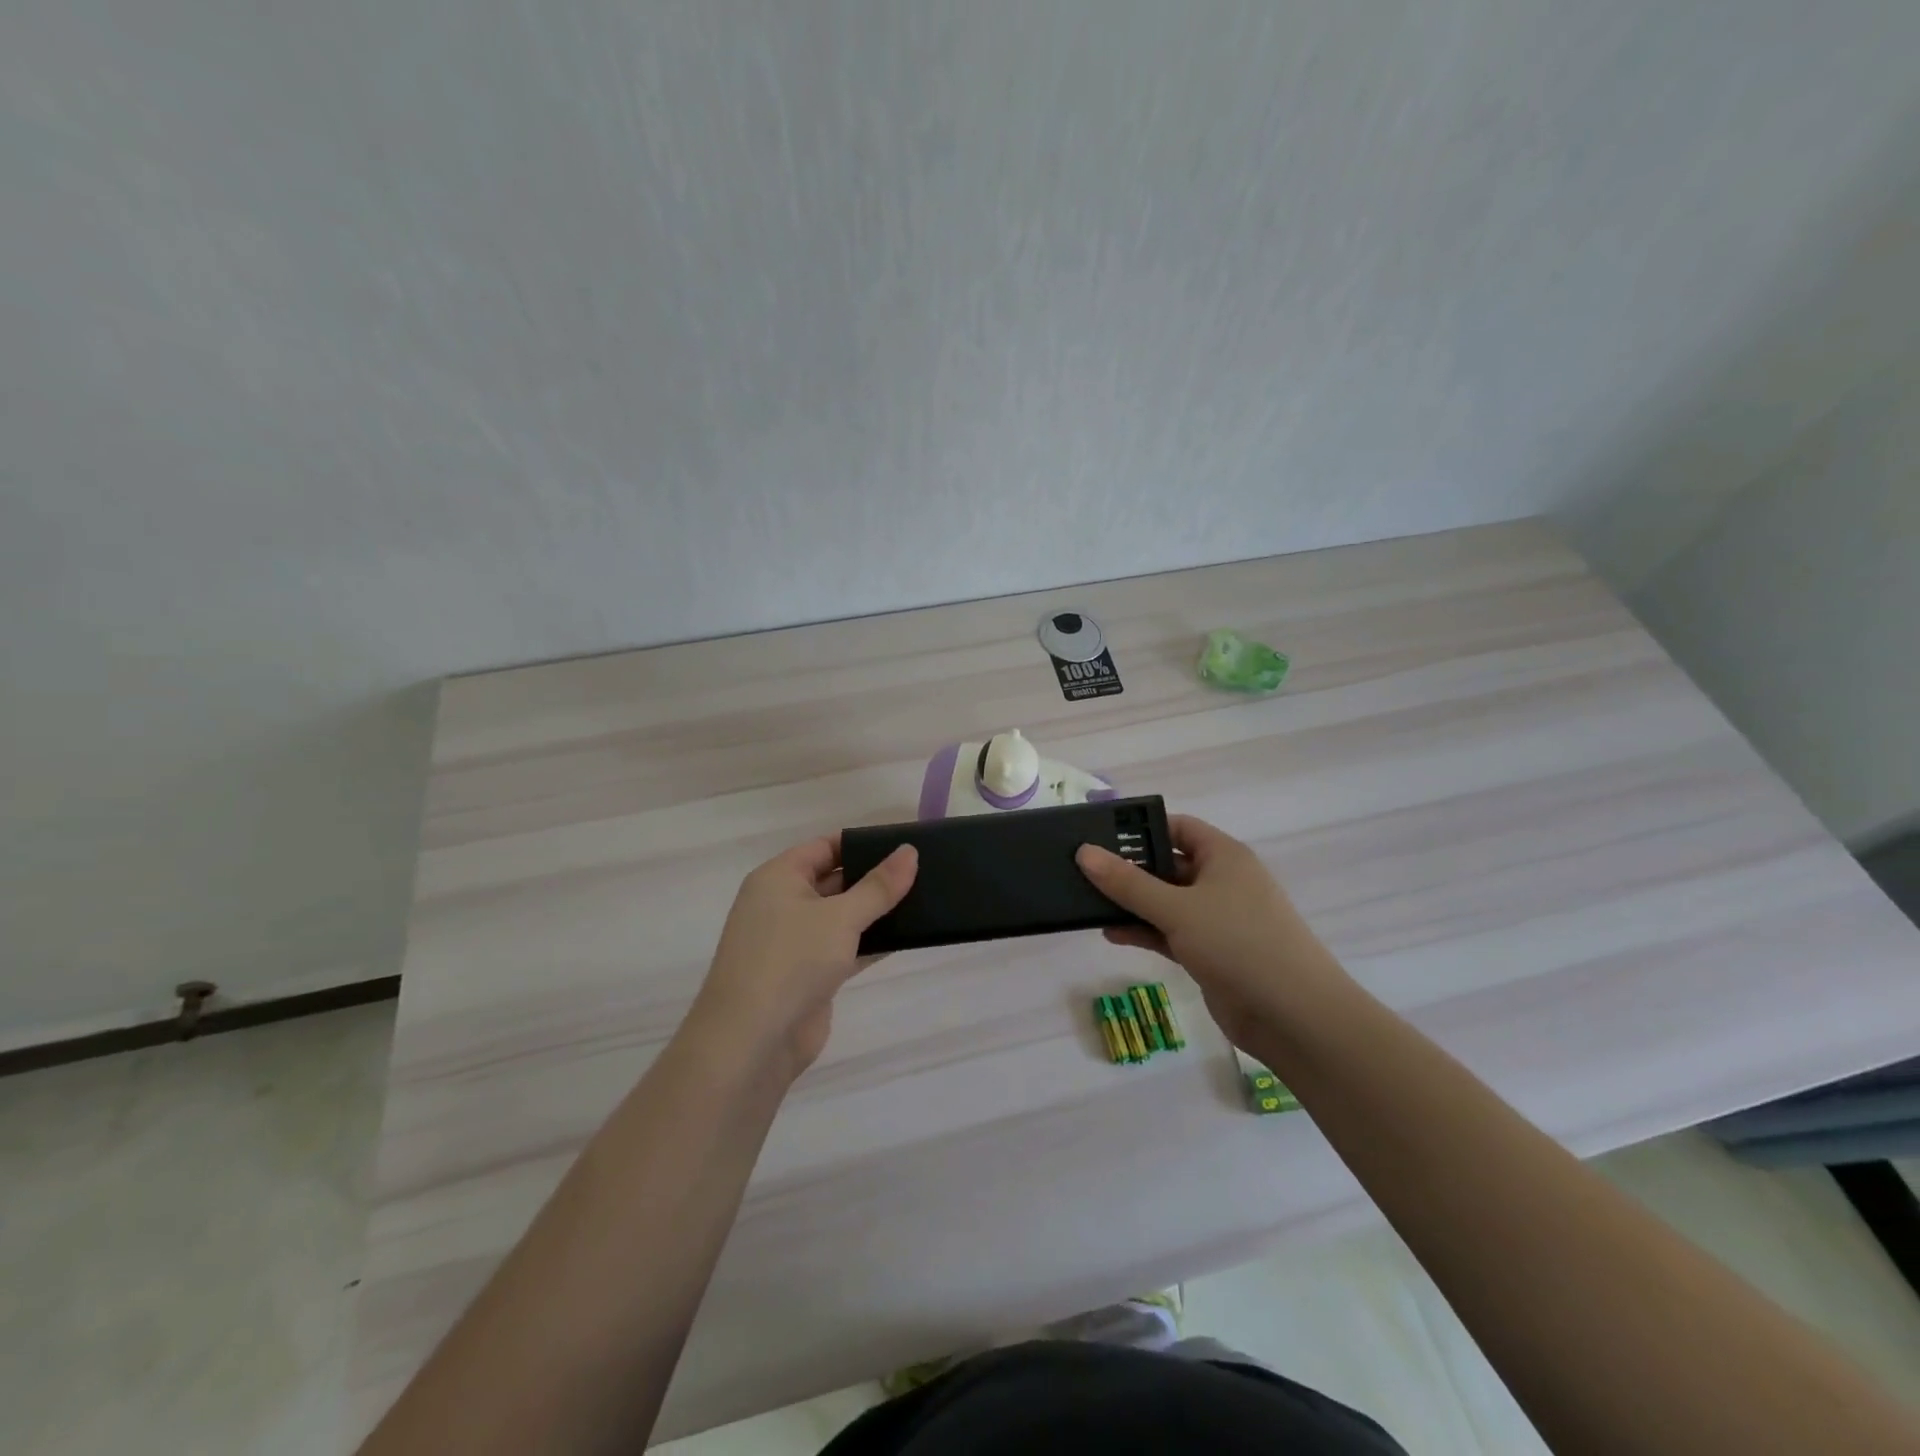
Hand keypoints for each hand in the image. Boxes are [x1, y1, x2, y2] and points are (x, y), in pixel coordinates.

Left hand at [690, 836, 917, 1081]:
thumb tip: (909, 851)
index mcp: (778, 878)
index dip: (861, 844)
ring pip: (841, 917)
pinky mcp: (808, 976)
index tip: (902, 845)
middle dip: (873, 877)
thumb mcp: (841, 916)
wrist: (752, 1041)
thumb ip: (879, 886)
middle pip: (834, 880)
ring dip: (875, 912)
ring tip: (923, 900)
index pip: (824, 847)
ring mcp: (794, 942)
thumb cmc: (791, 960)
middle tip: (922, 871)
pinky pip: (844, 948)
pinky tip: (906, 937)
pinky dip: (870, 943)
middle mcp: (781, 904)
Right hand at [1076, 815, 1348, 1051]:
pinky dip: (1144, 931)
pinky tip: (1111, 934)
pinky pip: (1170, 933)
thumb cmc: (1238, 943)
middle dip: (1129, 869)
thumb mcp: (1177, 908)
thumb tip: (1084, 852)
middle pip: (1168, 865)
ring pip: (1166, 902)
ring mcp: (1217, 920)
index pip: (1177, 827)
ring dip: (1132, 903)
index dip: (1140, 828)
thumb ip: (1127, 882)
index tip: (1099, 835)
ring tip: (1087, 903)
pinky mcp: (1211, 953)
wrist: (1294, 1017)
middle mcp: (1221, 882)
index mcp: (1223, 856)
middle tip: (1083, 870)